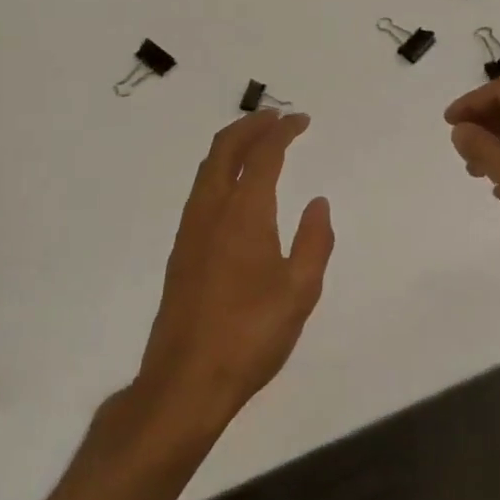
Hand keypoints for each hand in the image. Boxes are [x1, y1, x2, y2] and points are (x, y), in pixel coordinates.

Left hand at [138, 111, 334, 427]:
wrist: (184, 381)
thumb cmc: (250, 335)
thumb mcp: (300, 291)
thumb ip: (314, 241)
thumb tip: (318, 202)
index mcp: (244, 213)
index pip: (263, 155)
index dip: (283, 132)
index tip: (301, 120)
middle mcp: (212, 210)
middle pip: (225, 149)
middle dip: (250, 126)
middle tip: (276, 118)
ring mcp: (190, 230)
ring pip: (207, 168)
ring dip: (232, 145)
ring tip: (256, 142)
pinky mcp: (181, 250)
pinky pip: (201, 189)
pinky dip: (220, 169)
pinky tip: (234, 188)